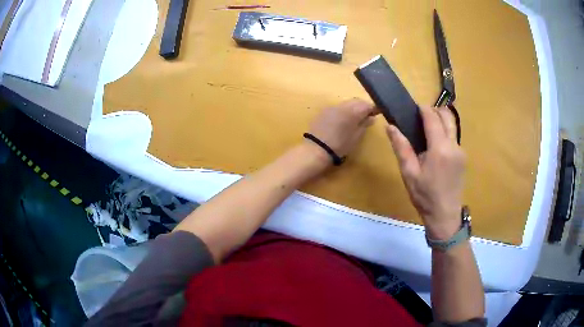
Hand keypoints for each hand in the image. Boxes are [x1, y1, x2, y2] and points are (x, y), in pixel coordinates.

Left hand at [307, 98, 378, 158]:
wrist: (316, 149)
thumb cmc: (340, 145)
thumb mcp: (356, 137)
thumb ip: (364, 124)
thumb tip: (371, 117)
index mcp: (353, 111)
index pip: (367, 105)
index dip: (373, 108)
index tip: (377, 114)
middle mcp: (343, 105)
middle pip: (356, 101)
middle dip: (363, 106)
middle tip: (367, 116)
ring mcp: (332, 107)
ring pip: (347, 103)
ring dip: (353, 107)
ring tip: (356, 118)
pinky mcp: (324, 111)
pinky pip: (338, 107)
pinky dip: (344, 110)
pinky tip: (343, 119)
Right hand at [386, 106, 465, 239]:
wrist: (445, 215)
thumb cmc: (425, 196)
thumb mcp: (409, 173)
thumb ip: (401, 147)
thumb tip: (390, 126)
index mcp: (440, 148)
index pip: (432, 117)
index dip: (423, 109)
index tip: (413, 107)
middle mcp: (454, 145)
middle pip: (447, 116)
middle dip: (434, 110)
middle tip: (420, 116)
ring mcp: (461, 151)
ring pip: (452, 125)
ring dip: (441, 120)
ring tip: (427, 129)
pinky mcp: (463, 157)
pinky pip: (454, 136)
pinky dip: (445, 132)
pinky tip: (435, 145)